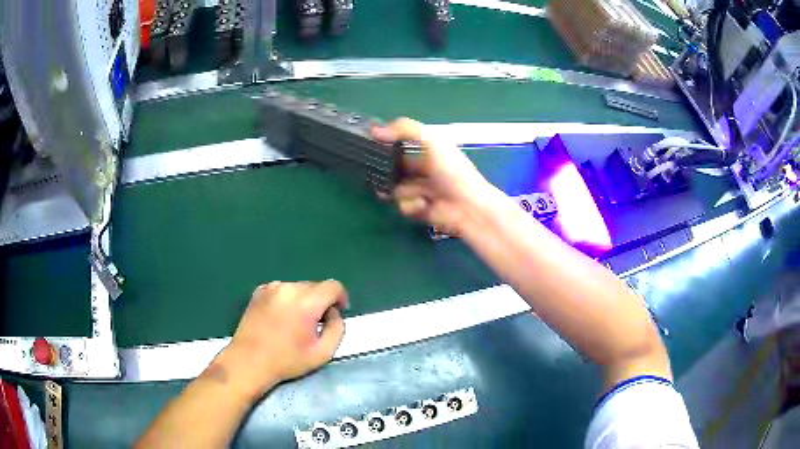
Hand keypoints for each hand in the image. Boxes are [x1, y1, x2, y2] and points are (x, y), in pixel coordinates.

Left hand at [215, 280, 348, 399]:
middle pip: (316, 286)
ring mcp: (272, 287)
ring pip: (299, 288)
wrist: (249, 361)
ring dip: (304, 300)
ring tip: (296, 323)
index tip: (339, 312)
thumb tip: (334, 313)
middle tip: (315, 324)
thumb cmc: (288, 360)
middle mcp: (289, 288)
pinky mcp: (259, 291)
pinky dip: (288, 300)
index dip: (341, 298)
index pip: (333, 286)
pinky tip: (280, 319)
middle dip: (321, 302)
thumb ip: (337, 328)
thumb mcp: (323, 352)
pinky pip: (283, 290)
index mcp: (307, 302)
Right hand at [372, 118, 494, 235]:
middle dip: (386, 172)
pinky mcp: (419, 210)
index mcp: (428, 151)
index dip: (387, 145)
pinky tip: (424, 205)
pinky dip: (412, 205)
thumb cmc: (453, 171)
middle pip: (394, 169)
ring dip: (403, 191)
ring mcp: (421, 191)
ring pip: (396, 189)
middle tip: (376, 173)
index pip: (402, 145)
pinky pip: (404, 206)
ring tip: (417, 192)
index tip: (371, 146)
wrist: (470, 207)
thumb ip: (406, 130)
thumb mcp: (432, 141)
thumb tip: (376, 130)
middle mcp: (423, 170)